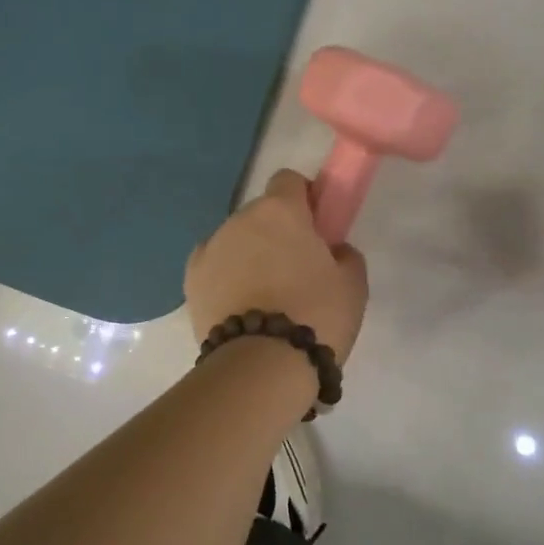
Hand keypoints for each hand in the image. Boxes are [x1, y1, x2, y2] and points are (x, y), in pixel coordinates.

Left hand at [185, 170, 368, 363]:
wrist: (261, 365)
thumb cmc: (316, 315)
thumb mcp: (352, 283)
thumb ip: (344, 254)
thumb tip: (331, 251)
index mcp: (279, 210)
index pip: (288, 180)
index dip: (304, 198)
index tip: (316, 226)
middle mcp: (239, 219)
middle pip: (261, 214)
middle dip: (277, 232)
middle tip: (296, 269)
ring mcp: (210, 248)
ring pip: (236, 240)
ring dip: (250, 254)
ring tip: (266, 297)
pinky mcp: (190, 280)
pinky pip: (215, 266)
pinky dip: (226, 276)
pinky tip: (240, 305)